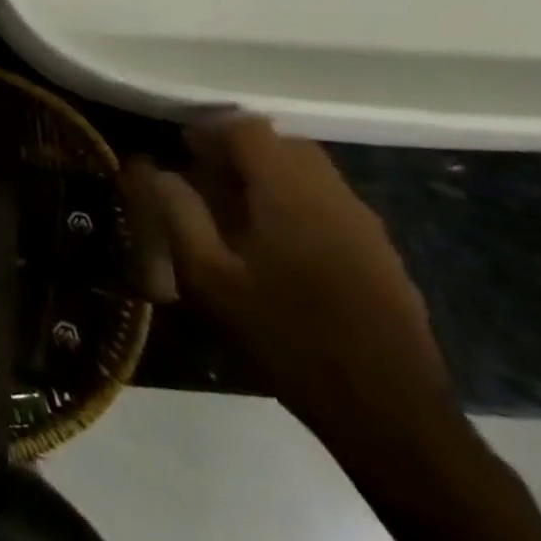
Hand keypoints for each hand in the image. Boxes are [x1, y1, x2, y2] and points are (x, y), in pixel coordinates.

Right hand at [122, 117, 455, 451]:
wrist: (388, 411)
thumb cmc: (286, 336)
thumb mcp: (210, 278)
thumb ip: (178, 213)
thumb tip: (151, 169)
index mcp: (289, 192)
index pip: (248, 128)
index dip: (210, 131)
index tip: (182, 153)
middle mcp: (333, 194)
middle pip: (284, 143)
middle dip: (240, 151)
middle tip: (205, 181)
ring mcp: (365, 223)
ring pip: (311, 171)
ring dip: (270, 176)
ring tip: (236, 214)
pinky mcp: (382, 253)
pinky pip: (331, 202)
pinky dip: (297, 203)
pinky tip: (279, 249)